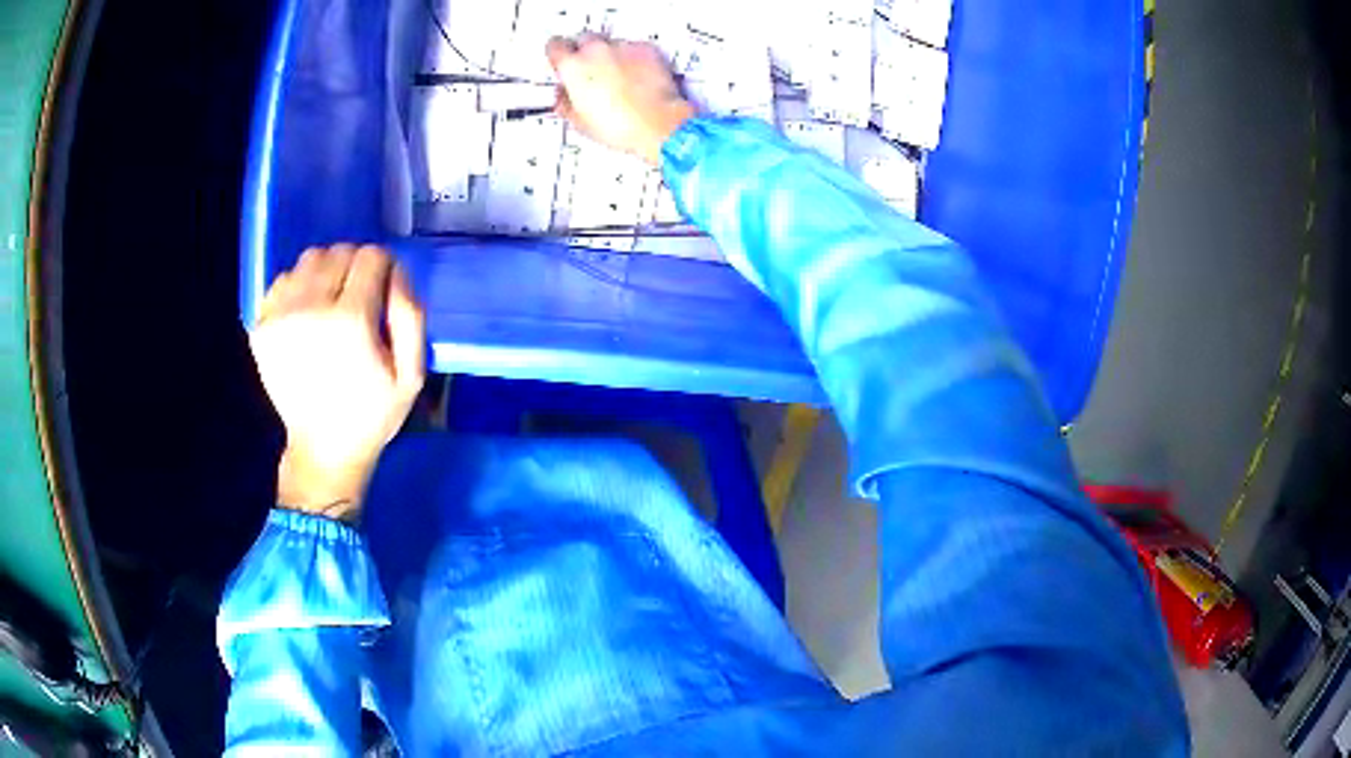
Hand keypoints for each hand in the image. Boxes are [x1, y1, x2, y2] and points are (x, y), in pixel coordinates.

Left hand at [250, 245, 425, 520]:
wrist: (321, 451)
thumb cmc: (372, 414)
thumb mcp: (411, 375)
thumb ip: (410, 315)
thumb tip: (396, 271)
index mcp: (351, 320)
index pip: (370, 257)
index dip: (383, 267)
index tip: (383, 289)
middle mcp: (310, 308)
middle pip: (337, 252)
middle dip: (354, 265)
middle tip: (359, 296)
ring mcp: (280, 317)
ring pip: (308, 259)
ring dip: (325, 271)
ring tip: (331, 300)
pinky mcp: (261, 327)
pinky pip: (282, 280)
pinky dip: (297, 286)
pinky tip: (306, 311)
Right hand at [546, 34, 695, 165]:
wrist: (658, 124)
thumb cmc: (620, 126)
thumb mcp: (579, 122)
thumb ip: (564, 101)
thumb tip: (562, 95)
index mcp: (573, 66)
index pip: (555, 46)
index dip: (557, 54)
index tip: (561, 60)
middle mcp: (596, 50)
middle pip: (583, 39)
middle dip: (584, 52)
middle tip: (591, 72)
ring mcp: (623, 47)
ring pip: (609, 43)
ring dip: (610, 55)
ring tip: (618, 78)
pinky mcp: (647, 49)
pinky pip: (634, 48)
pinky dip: (633, 58)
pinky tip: (637, 77)